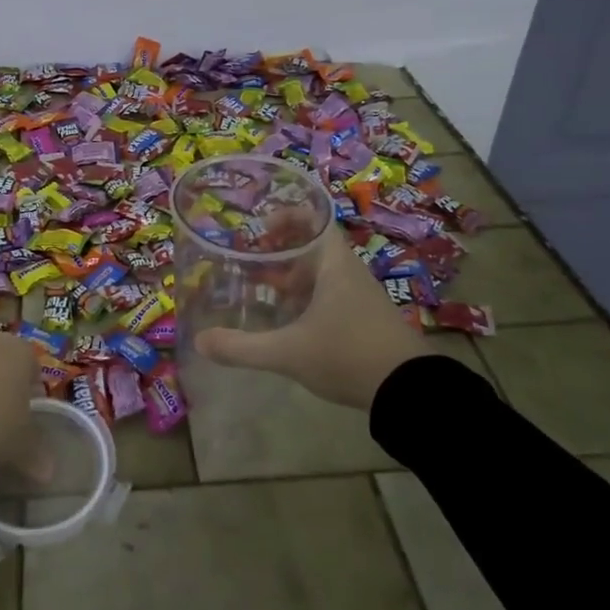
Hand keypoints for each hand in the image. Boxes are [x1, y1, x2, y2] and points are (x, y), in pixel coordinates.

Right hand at [194, 226, 430, 410]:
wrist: (410, 393)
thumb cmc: (348, 355)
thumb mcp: (288, 352)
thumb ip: (242, 348)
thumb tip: (200, 341)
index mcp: (335, 264)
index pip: (315, 219)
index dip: (287, 216)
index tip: (260, 229)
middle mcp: (349, 272)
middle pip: (314, 245)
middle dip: (280, 251)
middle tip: (251, 262)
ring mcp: (360, 296)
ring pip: (321, 272)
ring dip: (292, 276)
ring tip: (262, 291)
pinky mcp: (365, 319)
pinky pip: (330, 294)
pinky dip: (307, 298)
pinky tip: (289, 322)